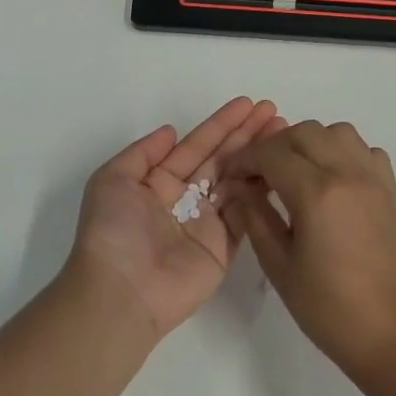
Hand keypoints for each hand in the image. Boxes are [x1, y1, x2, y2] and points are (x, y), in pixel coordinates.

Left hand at [65, 97, 285, 339]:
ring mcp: (206, 223)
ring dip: (259, 156)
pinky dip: (261, 191)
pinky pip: (246, 213)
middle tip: (274, 111)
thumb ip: (143, 152)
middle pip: (221, 159)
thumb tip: (171, 131)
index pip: (196, 145)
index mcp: (158, 181)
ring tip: (284, 131)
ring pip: (238, 181)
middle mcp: (184, 198)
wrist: (122, 291)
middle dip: (246, 134)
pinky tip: (278, 167)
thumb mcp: (111, 180)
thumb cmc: (113, 231)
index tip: (247, 104)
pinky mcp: (224, 247)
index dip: (221, 124)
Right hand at [223, 120, 395, 378]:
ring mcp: (373, 179)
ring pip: (337, 132)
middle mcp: (347, 173)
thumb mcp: (280, 266)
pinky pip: (365, 151)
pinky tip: (331, 181)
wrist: (392, 335)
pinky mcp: (390, 191)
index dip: (244, 159)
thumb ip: (256, 218)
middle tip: (258, 176)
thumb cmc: (329, 308)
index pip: (271, 154)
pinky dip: (343, 153)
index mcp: (316, 193)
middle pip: (303, 132)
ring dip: (309, 143)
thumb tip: (239, 188)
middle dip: (273, 147)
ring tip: (294, 174)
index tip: (231, 176)